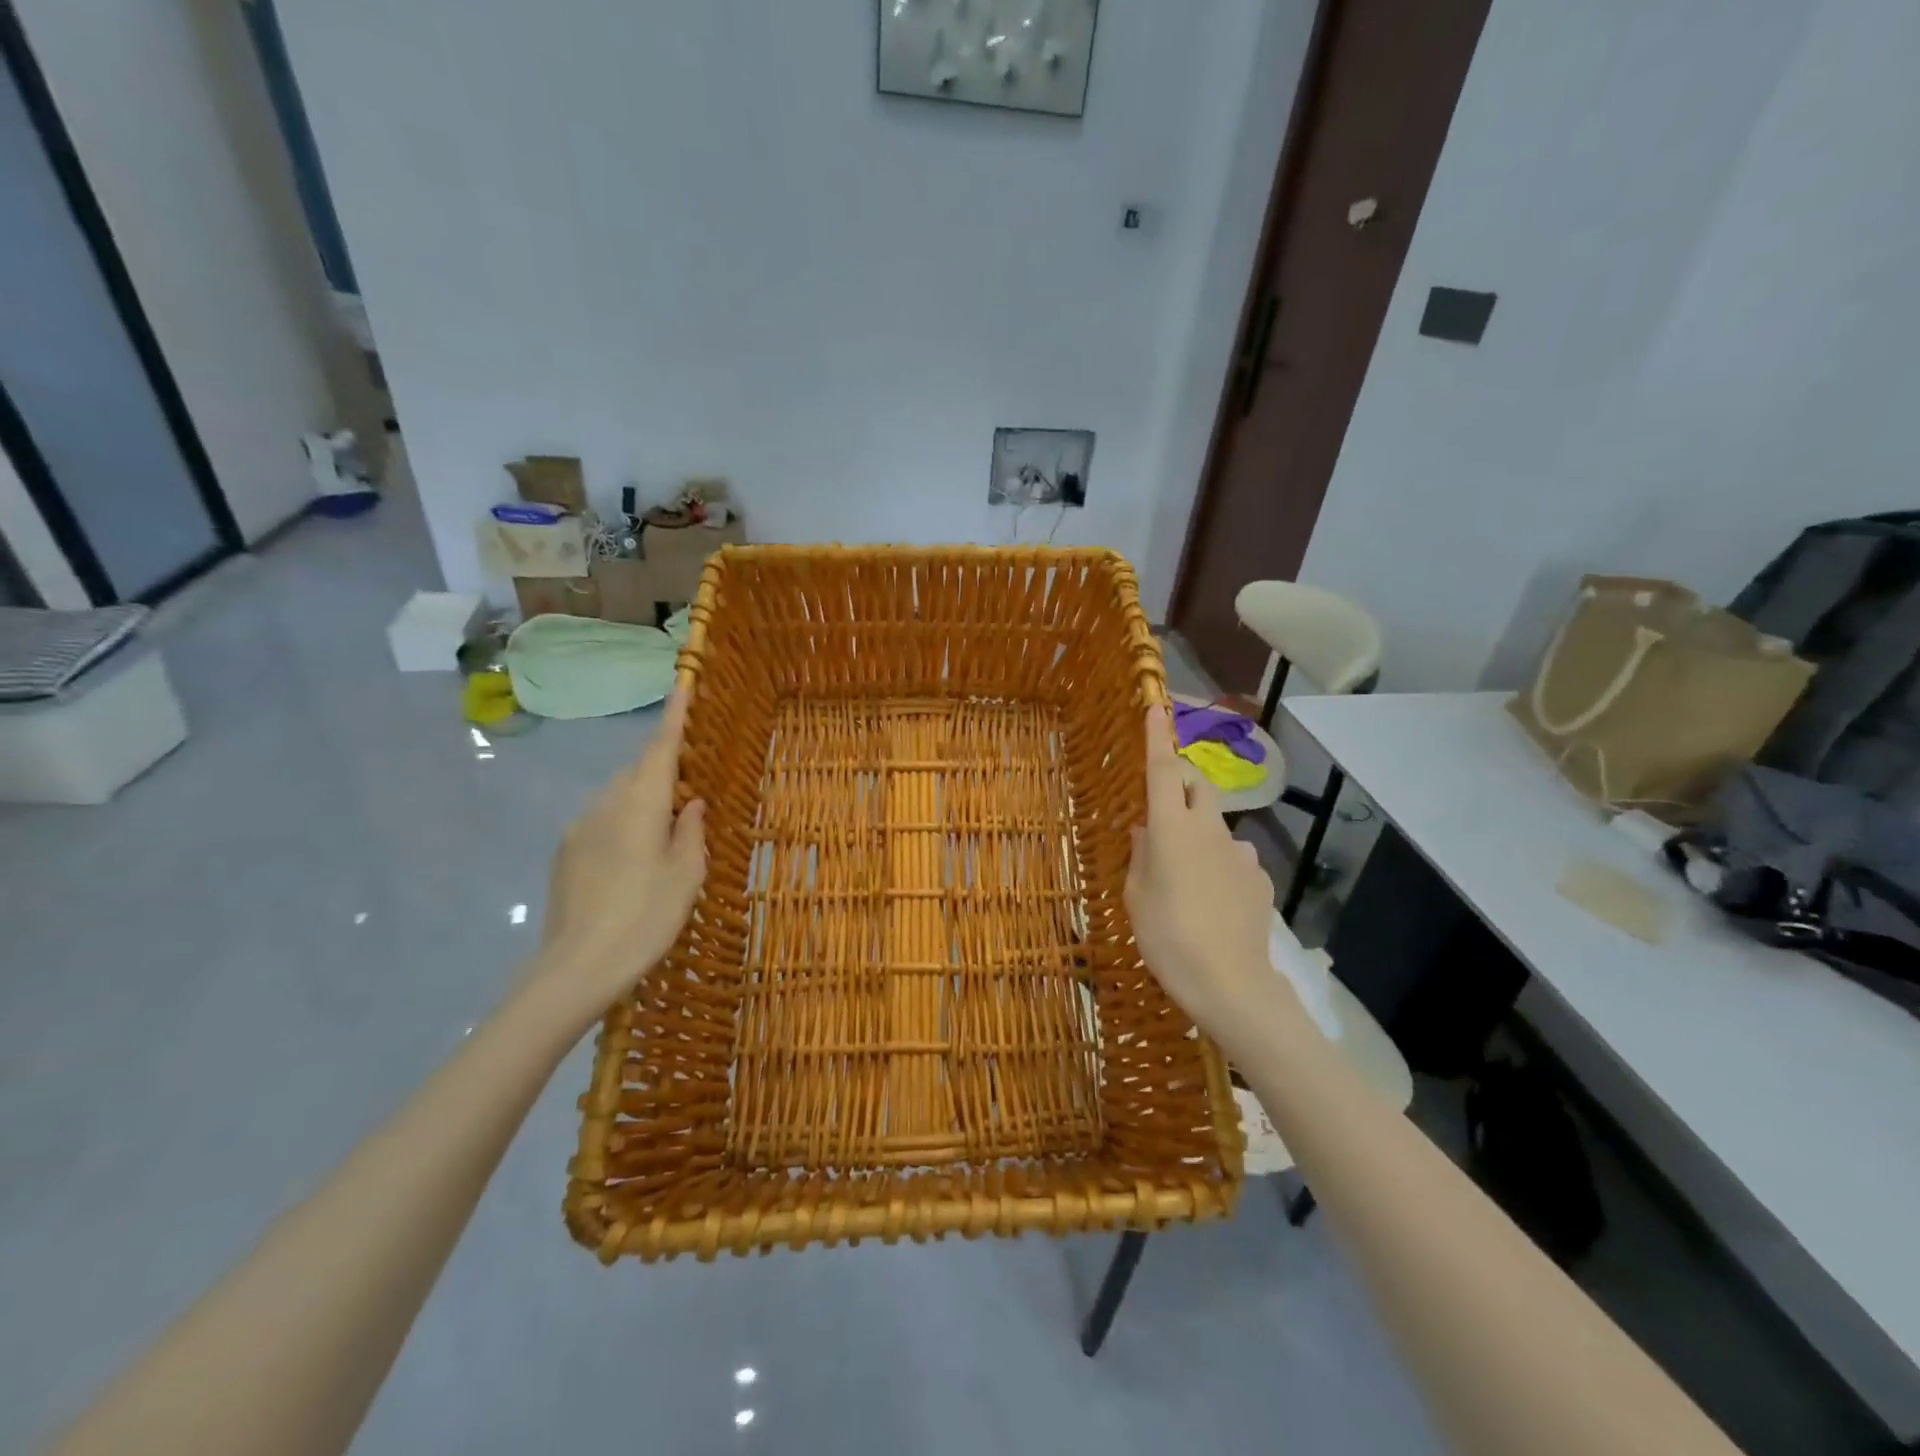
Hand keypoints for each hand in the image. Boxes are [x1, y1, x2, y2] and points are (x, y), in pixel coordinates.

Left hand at [533, 688, 706, 1025]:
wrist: (575, 969)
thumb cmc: (645, 918)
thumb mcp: (685, 875)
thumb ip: (691, 831)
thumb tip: (691, 803)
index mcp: (640, 804)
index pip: (660, 748)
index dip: (675, 715)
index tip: (683, 682)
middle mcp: (605, 804)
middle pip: (638, 771)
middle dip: (664, 769)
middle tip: (691, 791)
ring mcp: (579, 828)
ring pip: (620, 797)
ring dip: (644, 800)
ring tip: (666, 834)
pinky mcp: (565, 852)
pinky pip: (603, 820)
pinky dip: (625, 823)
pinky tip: (635, 860)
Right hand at [1126, 705, 1284, 1045]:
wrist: (1231, 984)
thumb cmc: (1167, 937)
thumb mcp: (1136, 897)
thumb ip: (1141, 855)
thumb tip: (1146, 829)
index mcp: (1171, 830)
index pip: (1161, 771)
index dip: (1156, 737)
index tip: (1155, 706)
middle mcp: (1209, 830)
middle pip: (1196, 786)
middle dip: (1180, 781)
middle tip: (1161, 806)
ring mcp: (1239, 853)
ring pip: (1215, 826)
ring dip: (1198, 833)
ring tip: (1185, 877)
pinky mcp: (1259, 878)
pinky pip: (1233, 858)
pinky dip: (1219, 864)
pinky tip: (1213, 901)